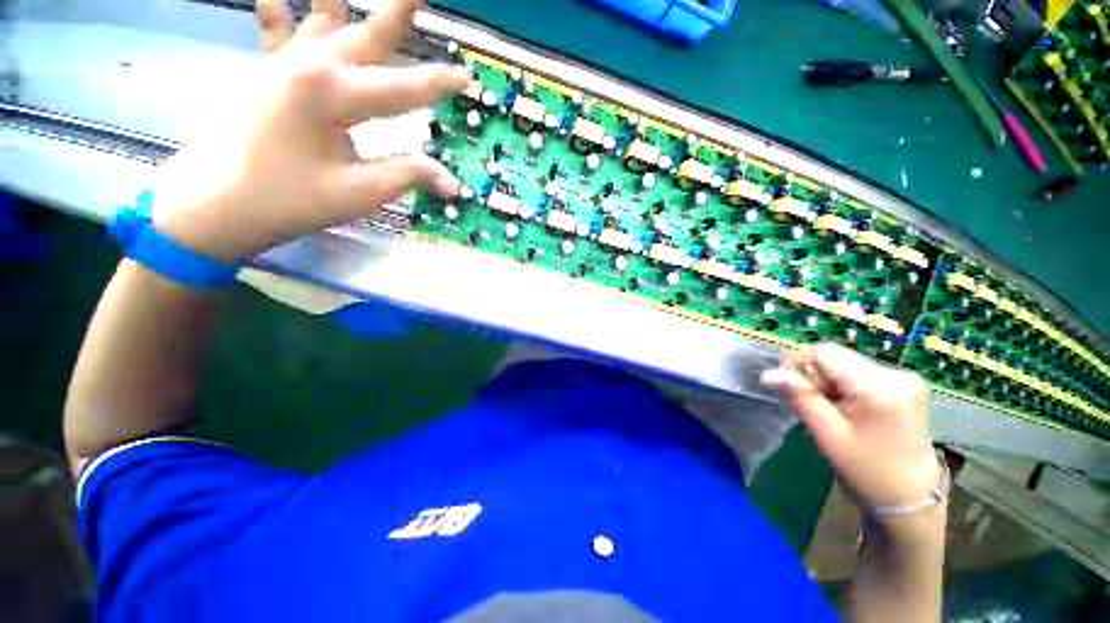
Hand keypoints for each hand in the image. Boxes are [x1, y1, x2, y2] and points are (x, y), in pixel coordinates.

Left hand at [152, 0, 468, 262]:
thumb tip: (453, 184)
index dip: (438, 86)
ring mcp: (285, 63)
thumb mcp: (358, 192)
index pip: (402, 88)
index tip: (467, 78)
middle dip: (398, 10)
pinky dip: (280, 10)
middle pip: (367, 33)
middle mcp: (310, 64)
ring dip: (343, 1)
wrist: (219, 203)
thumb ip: (408, 175)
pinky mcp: (269, 72)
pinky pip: (278, 29)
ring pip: (325, 18)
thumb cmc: (289, 199)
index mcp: (332, 92)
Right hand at [760, 344, 941, 527]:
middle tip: (801, 404)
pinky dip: (842, 386)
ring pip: (846, 364)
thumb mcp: (828, 435)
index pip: (825, 353)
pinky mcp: (905, 384)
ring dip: (826, 382)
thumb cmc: (866, 469)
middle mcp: (896, 375)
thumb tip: (768, 374)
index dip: (797, 362)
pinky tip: (840, 408)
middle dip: (813, 376)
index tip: (785, 385)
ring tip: (822, 410)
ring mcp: (904, 378)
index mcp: (879, 388)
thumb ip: (800, 398)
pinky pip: (860, 373)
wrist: (910, 495)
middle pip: (836, 357)